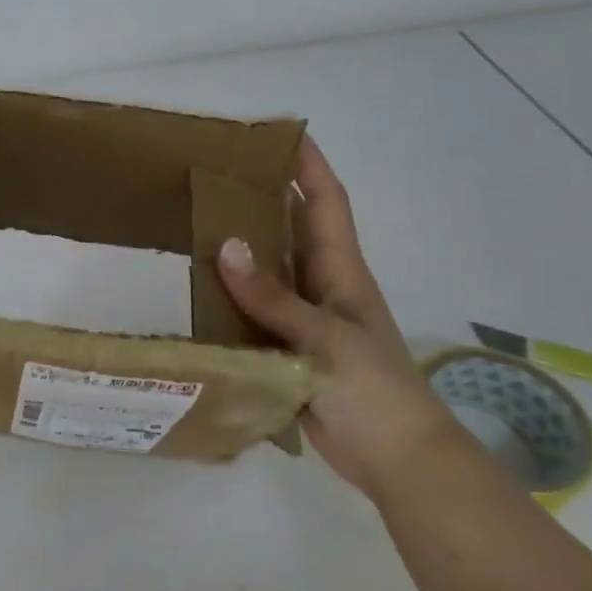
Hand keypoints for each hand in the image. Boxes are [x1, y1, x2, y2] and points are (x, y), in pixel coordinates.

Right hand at [217, 135, 458, 494]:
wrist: (395, 458)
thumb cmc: (372, 389)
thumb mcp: (323, 337)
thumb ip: (273, 297)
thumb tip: (225, 247)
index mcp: (341, 272)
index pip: (325, 203)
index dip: (308, 166)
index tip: (280, 133)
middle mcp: (323, 287)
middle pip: (293, 230)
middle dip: (264, 197)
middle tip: (217, 174)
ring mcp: (306, 321)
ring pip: (270, 272)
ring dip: (242, 248)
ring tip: (197, 222)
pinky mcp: (288, 351)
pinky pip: (256, 313)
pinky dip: (231, 299)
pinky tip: (200, 292)